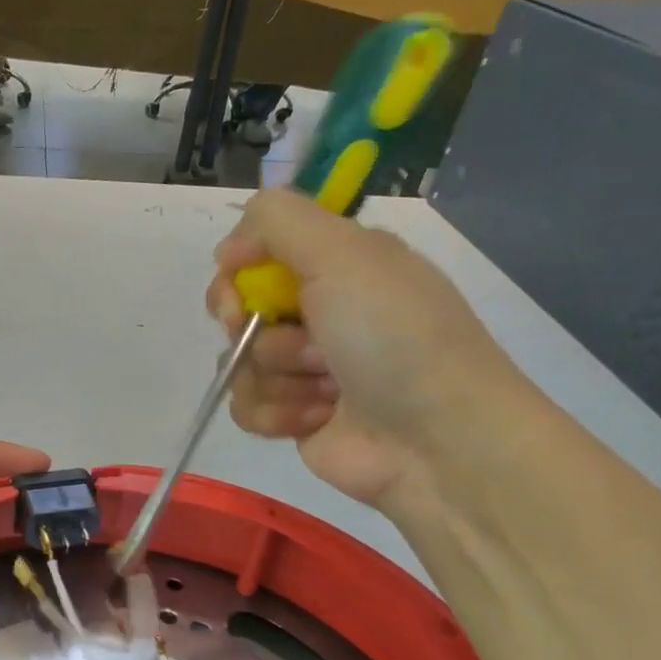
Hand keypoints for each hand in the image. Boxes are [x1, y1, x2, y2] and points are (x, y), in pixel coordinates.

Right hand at [207, 190, 531, 508]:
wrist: (432, 438)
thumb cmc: (392, 336)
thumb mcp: (343, 253)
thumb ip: (277, 221)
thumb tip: (227, 248)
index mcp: (340, 264)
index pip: (259, 250)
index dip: (240, 267)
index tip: (242, 283)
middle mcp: (322, 310)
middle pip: (239, 306)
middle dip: (252, 325)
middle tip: (286, 335)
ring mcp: (306, 366)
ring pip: (240, 361)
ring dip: (277, 376)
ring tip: (327, 388)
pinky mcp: (295, 414)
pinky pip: (247, 406)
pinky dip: (276, 413)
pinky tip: (316, 418)